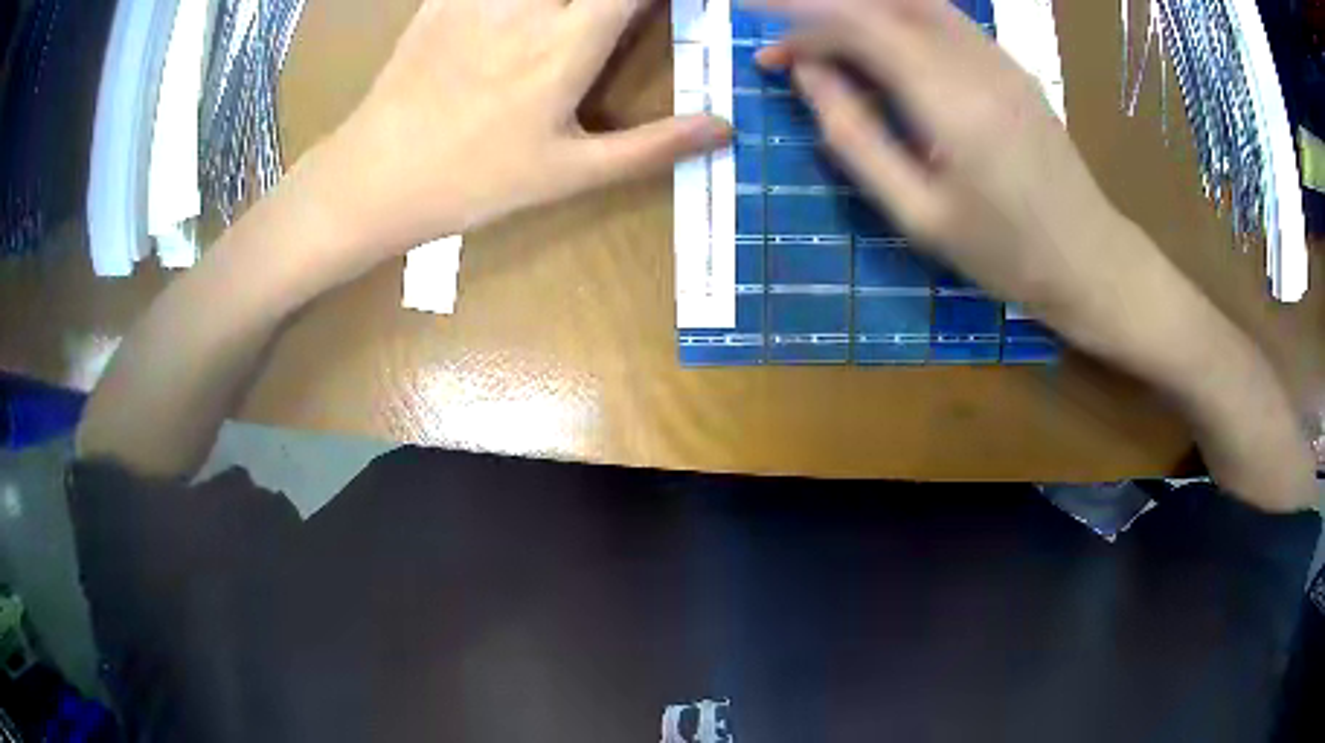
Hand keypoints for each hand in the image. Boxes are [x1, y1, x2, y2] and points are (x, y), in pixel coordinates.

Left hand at [309, 0, 730, 258]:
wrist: (375, 177)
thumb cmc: (473, 181)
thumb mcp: (569, 173)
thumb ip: (653, 146)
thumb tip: (724, 129)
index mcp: (568, 43)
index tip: (667, 10)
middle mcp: (530, 5)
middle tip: (614, 19)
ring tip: (572, 22)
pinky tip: (523, 17)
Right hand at [749, 0, 1153, 331]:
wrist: (1090, 260)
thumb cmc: (1005, 253)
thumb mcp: (918, 215)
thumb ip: (857, 138)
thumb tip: (807, 75)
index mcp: (951, 101)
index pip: (861, 22)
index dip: (800, 10)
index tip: (750, 11)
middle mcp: (975, 62)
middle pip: (884, 4)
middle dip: (823, 14)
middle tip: (783, 53)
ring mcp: (999, 58)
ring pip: (914, 3)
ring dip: (859, 12)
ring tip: (823, 48)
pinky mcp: (1010, 65)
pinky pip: (942, 18)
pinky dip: (895, 17)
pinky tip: (878, 48)